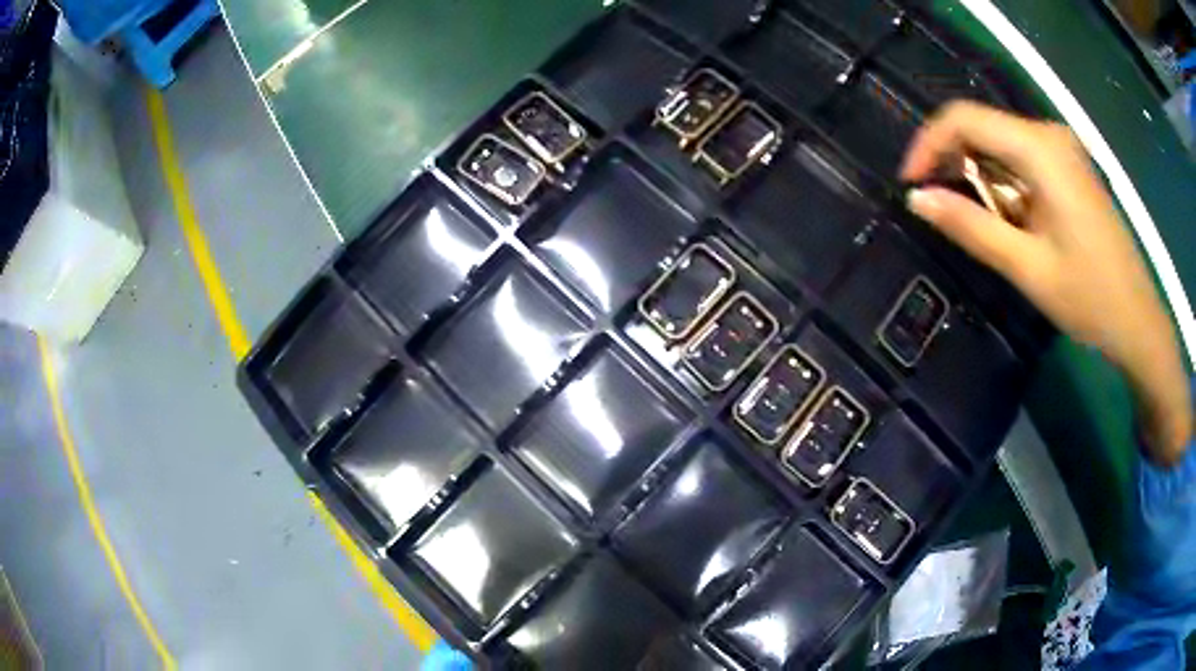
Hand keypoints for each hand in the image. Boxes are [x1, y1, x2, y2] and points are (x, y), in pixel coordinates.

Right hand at [901, 101, 1190, 464]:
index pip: (964, 118)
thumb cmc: (1090, 298)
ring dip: (981, 177)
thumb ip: (971, 227)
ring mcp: (1064, 150)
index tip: (911, 184)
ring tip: (979, 224)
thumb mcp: (1027, 267)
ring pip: (1002, 144)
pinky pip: (1023, 160)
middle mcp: (1050, 135)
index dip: (929, 144)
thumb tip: (916, 199)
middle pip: (983, 126)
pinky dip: (1005, 184)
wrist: (1139, 322)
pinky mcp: (1071, 168)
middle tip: (939, 208)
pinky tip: (1012, 221)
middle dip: (954, 162)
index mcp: (1040, 149)